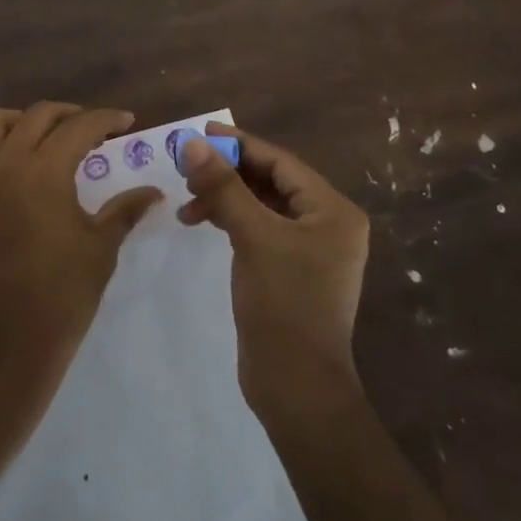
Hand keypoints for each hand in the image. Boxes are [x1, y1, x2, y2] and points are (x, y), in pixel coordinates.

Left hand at [0, 103, 162, 413]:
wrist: (2, 351)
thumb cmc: (60, 300)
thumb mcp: (100, 251)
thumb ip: (125, 211)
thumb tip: (154, 192)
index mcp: (44, 172)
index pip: (80, 127)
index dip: (106, 119)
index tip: (126, 122)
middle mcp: (4, 166)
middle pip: (36, 115)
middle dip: (69, 114)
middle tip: (92, 131)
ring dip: (18, 121)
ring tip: (40, 138)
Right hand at [178, 123, 369, 421]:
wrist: (297, 389)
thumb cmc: (284, 304)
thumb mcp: (253, 236)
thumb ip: (223, 186)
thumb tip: (192, 143)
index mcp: (332, 210)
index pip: (281, 162)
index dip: (240, 144)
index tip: (202, 132)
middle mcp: (327, 224)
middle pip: (271, 181)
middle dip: (229, 173)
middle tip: (188, 168)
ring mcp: (310, 249)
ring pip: (262, 205)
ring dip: (226, 198)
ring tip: (188, 202)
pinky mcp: (291, 270)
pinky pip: (259, 229)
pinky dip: (232, 221)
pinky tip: (203, 221)